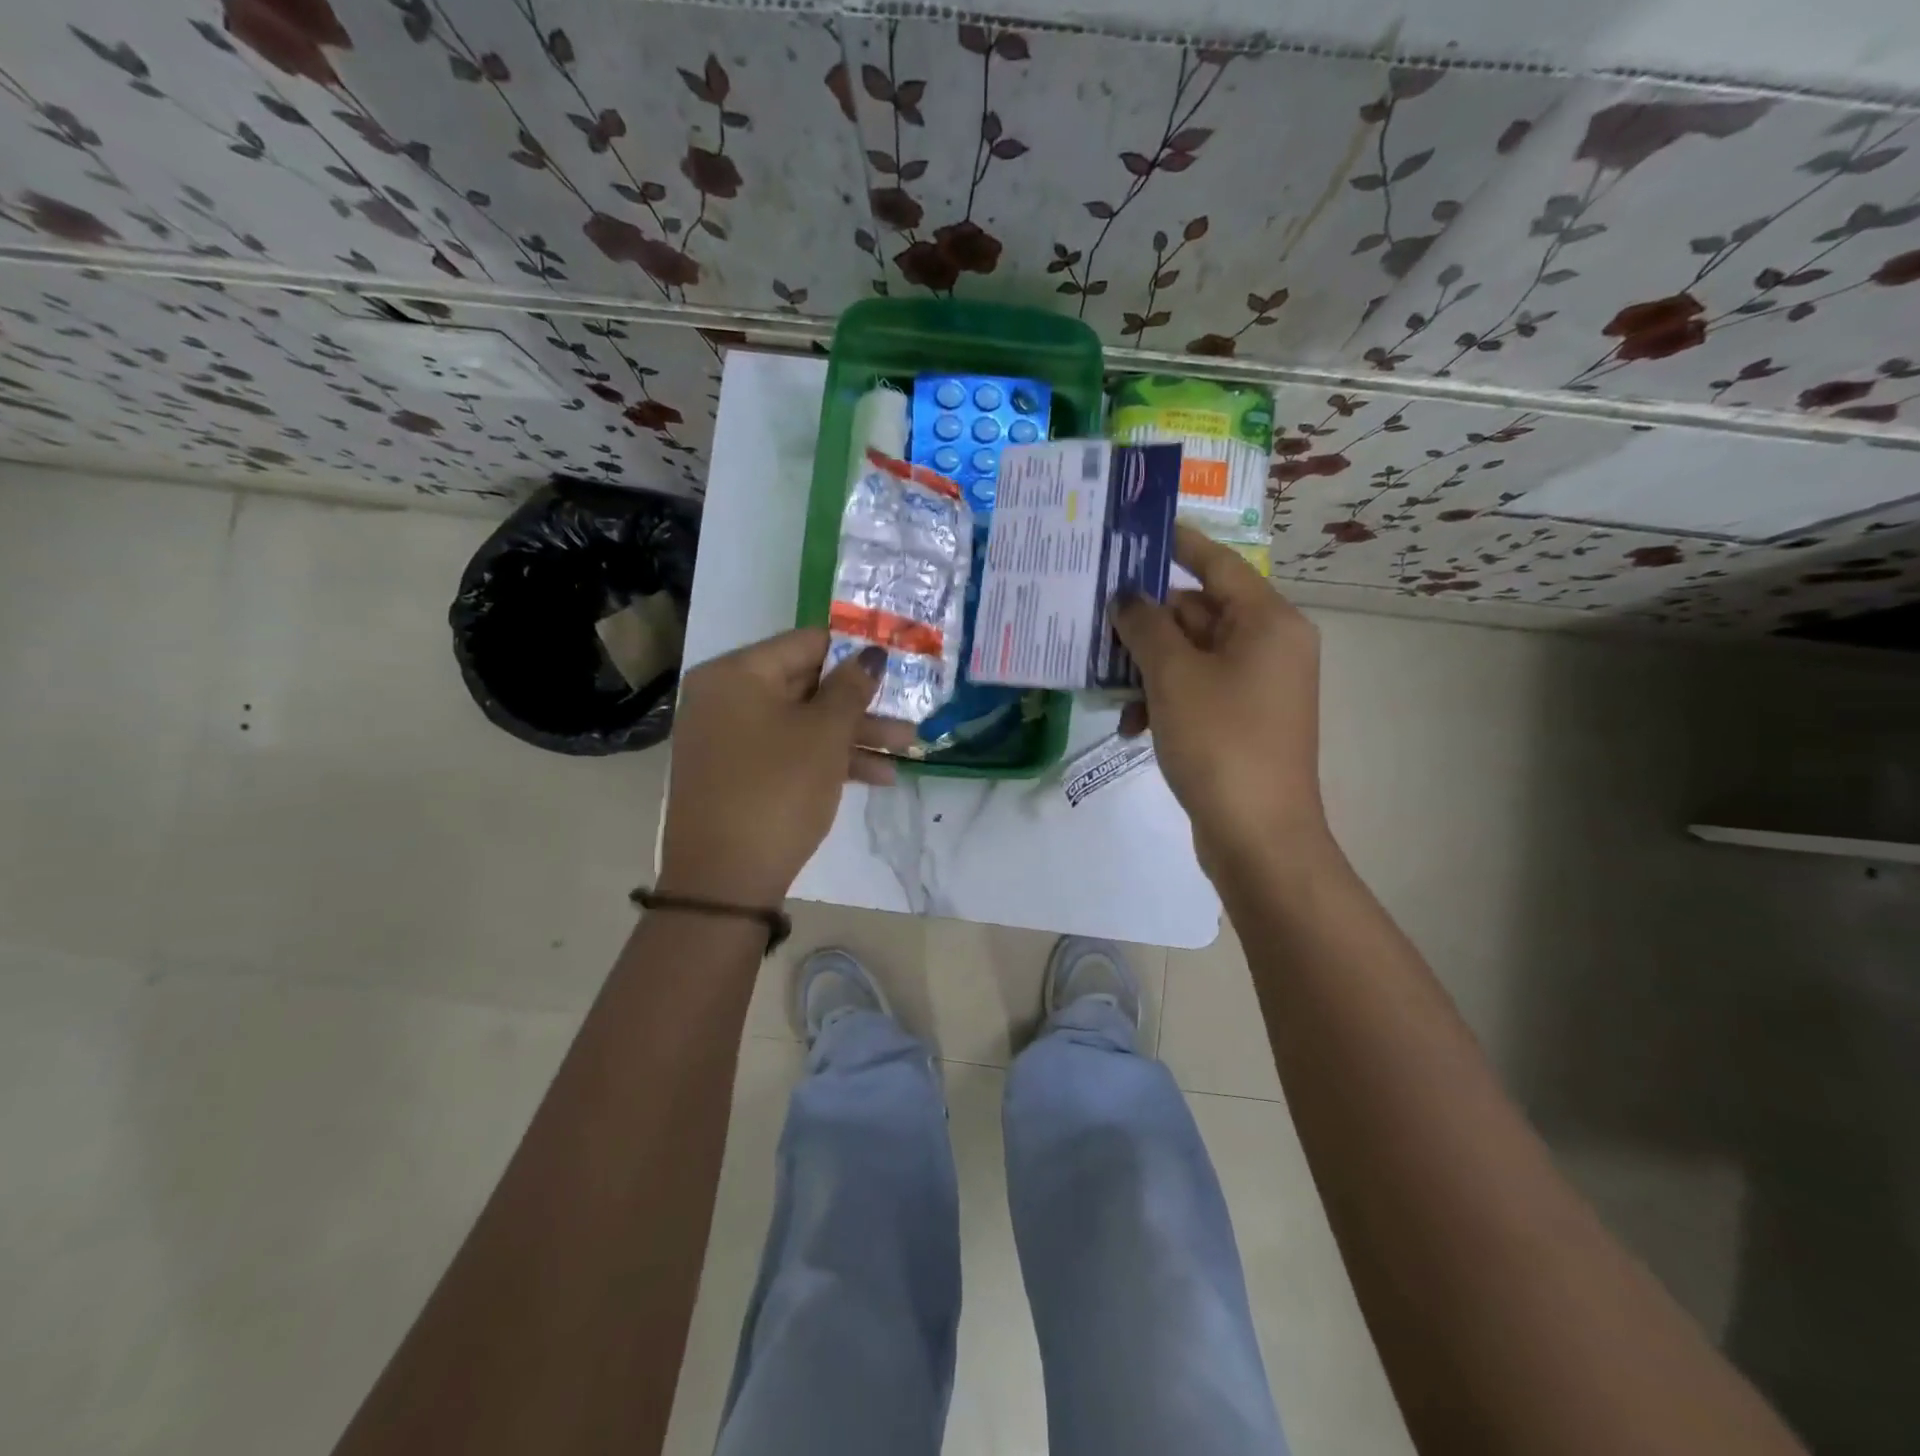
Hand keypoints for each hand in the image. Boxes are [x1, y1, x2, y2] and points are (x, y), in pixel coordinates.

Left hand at [657, 629, 915, 906]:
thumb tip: (871, 653)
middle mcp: (726, 698)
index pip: (806, 643)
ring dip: (855, 735)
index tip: (895, 664)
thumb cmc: (777, 790)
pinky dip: (828, 760)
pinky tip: (878, 778)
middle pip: (807, 685)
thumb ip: (851, 688)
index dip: (854, 652)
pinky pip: (789, 752)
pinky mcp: (738, 774)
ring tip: (908, 749)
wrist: (724, 881)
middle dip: (862, 703)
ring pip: (803, 723)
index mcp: (737, 674)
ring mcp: (729, 739)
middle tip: (908, 711)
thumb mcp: (824, 735)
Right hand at [1111, 525, 1328, 875]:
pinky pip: (1197, 691)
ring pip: (1191, 656)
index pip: (1217, 564)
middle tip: (1094, 621)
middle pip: (1199, 612)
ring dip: (1147, 669)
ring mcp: (1258, 686)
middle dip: (1147, 622)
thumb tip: (1127, 597)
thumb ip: (1145, 626)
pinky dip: (1163, 700)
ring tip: (1107, 687)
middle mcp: (1269, 646)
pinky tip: (1130, 727)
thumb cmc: (1220, 741)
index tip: (1134, 532)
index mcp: (1268, 622)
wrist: (1258, 836)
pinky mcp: (1242, 721)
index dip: (1176, 544)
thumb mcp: (1173, 677)